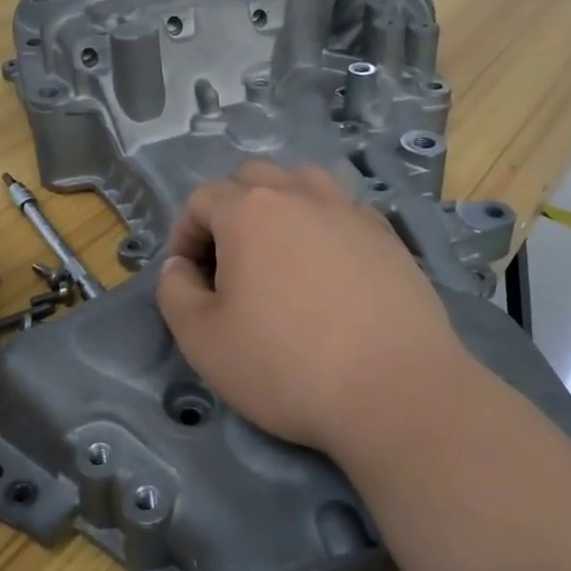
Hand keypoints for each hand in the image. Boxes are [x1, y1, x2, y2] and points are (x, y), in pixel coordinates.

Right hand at [155, 162, 465, 454]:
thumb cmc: (286, 365)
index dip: (184, 235)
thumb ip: (174, 292)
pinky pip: (344, 211)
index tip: (188, 278)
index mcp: (249, 211)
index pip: (201, 199)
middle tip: (229, 264)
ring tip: (279, 254)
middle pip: (252, 179)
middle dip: (229, 211)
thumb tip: (179, 267)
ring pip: (304, 183)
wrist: (396, 392)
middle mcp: (300, 195)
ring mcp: (350, 211)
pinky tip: (329, 268)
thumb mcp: (202, 340)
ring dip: (280, 207)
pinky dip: (324, 225)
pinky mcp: (388, 237)